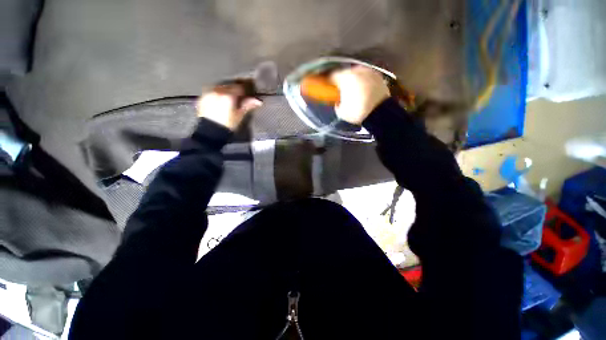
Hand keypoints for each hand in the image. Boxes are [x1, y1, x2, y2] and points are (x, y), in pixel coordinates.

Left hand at [196, 84, 262, 130]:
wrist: (210, 132)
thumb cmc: (227, 125)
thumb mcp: (239, 116)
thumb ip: (247, 105)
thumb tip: (257, 101)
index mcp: (228, 95)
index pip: (239, 87)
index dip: (246, 89)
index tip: (249, 91)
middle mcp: (217, 91)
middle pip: (229, 85)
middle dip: (235, 89)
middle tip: (241, 95)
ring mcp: (208, 93)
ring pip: (220, 87)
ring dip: (226, 90)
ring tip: (231, 98)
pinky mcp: (203, 97)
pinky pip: (212, 91)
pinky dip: (218, 94)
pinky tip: (221, 100)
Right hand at [330, 66, 390, 124]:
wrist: (379, 113)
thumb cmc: (357, 112)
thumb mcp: (341, 112)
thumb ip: (337, 104)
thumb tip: (337, 102)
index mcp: (345, 78)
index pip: (332, 76)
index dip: (328, 82)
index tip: (328, 87)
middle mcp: (356, 70)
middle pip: (345, 73)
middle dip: (342, 81)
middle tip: (341, 90)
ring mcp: (369, 71)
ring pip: (356, 73)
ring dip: (353, 80)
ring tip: (353, 91)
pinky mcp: (378, 75)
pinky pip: (366, 76)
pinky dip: (363, 81)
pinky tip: (363, 90)